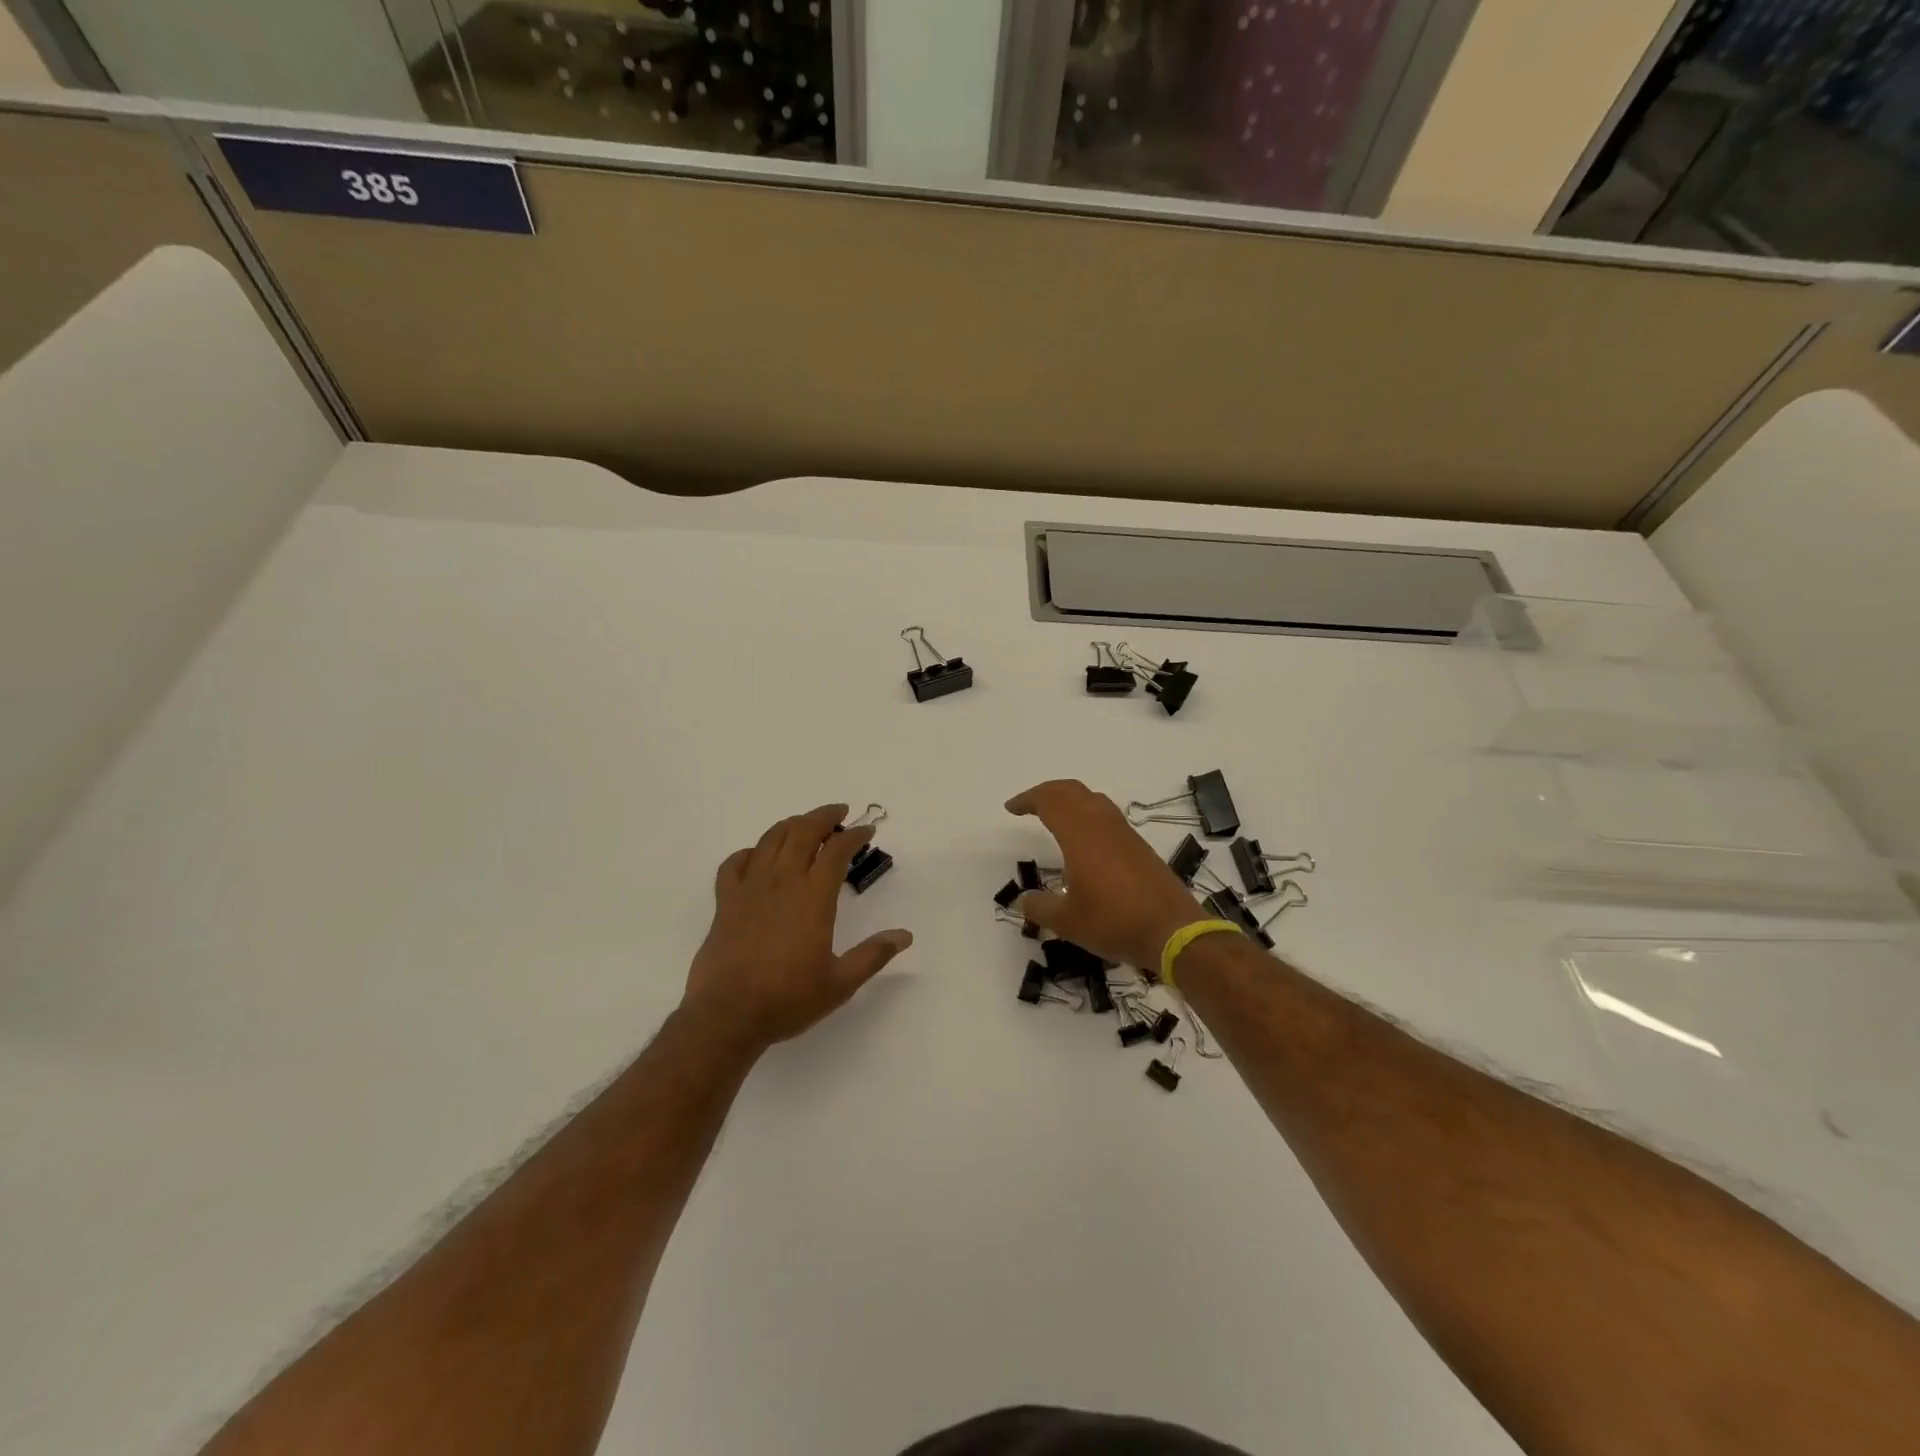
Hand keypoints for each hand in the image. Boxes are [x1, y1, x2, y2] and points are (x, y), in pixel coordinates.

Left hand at [681, 804, 912, 1054]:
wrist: (727, 1015)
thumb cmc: (788, 998)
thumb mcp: (840, 982)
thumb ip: (873, 955)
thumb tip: (905, 935)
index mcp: (813, 896)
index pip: (837, 850)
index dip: (854, 835)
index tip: (867, 830)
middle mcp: (782, 882)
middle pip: (803, 832)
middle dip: (823, 816)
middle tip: (839, 812)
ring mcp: (750, 889)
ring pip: (770, 840)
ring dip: (791, 825)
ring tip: (804, 825)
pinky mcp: (725, 902)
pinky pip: (734, 864)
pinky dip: (749, 852)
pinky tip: (757, 857)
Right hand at [1004, 779, 1207, 968]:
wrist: (1173, 931)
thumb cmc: (1114, 922)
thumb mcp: (1067, 921)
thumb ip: (1040, 907)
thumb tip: (1024, 900)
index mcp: (1080, 834)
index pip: (1049, 801)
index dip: (1027, 800)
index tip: (1011, 809)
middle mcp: (1102, 824)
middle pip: (1071, 790)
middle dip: (1047, 792)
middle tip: (1028, 805)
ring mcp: (1124, 833)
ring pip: (1092, 798)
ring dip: (1069, 799)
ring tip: (1054, 815)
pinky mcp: (1138, 845)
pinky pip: (1106, 814)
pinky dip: (1087, 812)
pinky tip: (1084, 837)